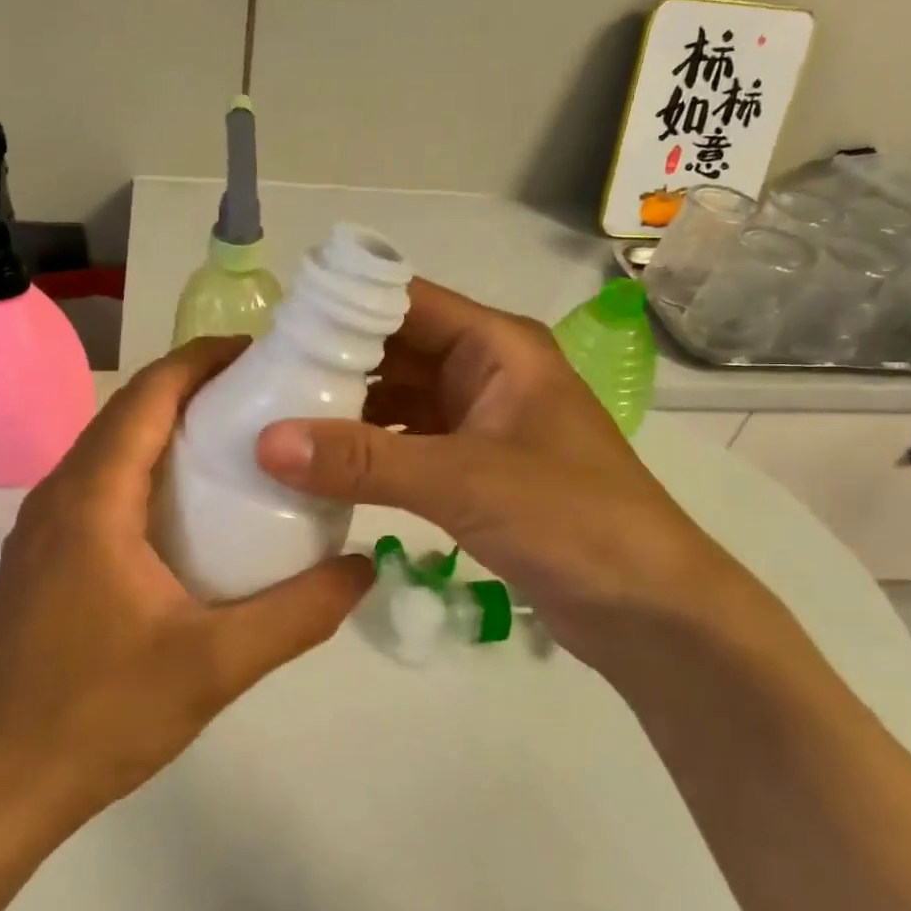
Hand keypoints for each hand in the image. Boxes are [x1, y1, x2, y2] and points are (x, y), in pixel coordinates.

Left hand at [0, 338, 372, 821]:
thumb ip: (299, 613)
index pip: (149, 393)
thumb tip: (364, 566)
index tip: (265, 353)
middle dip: (197, 390)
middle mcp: (59, 495)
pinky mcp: (43, 561)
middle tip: (270, 398)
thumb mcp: (216, 664)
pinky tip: (192, 514)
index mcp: (92, 497)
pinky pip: (102, 487)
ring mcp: (43, 529)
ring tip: (241, 445)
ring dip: (171, 431)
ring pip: (113, 450)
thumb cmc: (99, 714)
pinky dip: (150, 472)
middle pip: (131, 412)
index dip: (205, 359)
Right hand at [254, 279, 771, 677]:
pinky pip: (409, 446)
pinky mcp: (476, 471)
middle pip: (395, 351)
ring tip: (276, 423)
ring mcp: (481, 424)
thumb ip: (363, 461)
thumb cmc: (572, 520)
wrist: (649, 609)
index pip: (404, 301)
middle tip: (260, 382)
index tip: (272, 330)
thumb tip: (264, 442)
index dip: (340, 307)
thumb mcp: (462, 482)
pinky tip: (322, 470)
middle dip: (333, 364)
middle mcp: (487, 373)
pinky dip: (369, 455)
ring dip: (347, 413)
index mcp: (497, 346)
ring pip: (399, 401)